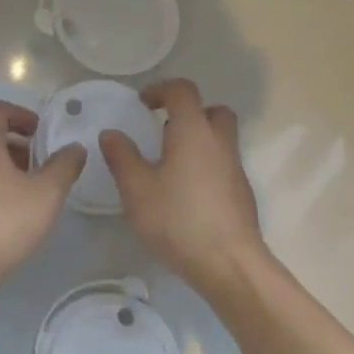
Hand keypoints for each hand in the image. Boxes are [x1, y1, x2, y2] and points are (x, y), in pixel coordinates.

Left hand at [0, 99, 86, 290]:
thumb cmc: (4, 220)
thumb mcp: (46, 193)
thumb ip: (64, 166)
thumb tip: (75, 148)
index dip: (22, 115)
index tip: (42, 134)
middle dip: (16, 144)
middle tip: (41, 163)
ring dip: (3, 166)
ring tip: (29, 190)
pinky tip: (9, 212)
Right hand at [101, 78, 265, 294]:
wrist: (228, 263)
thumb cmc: (178, 220)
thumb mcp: (137, 189)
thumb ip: (122, 157)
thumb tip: (111, 133)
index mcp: (194, 132)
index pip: (183, 91)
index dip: (161, 90)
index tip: (142, 103)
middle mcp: (220, 143)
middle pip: (212, 111)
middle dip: (188, 112)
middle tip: (163, 131)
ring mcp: (235, 169)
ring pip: (220, 139)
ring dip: (197, 140)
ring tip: (169, 165)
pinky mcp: (241, 194)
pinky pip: (223, 165)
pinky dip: (205, 166)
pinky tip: (185, 194)